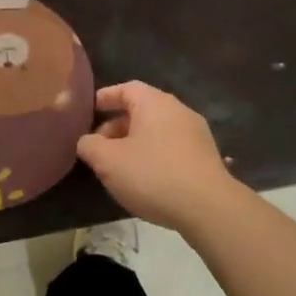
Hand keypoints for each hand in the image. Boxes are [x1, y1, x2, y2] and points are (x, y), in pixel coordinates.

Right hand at [75, 81, 240, 231]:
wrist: (208, 207)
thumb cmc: (152, 175)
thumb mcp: (108, 162)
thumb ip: (90, 146)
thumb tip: (87, 141)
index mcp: (154, 103)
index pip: (126, 88)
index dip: (105, 97)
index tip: (90, 110)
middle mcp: (178, 110)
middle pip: (142, 110)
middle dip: (117, 126)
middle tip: (99, 147)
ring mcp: (196, 133)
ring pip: (157, 130)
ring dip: (135, 143)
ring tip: (119, 166)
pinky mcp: (206, 156)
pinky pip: (172, 147)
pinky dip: (154, 155)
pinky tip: (146, 179)